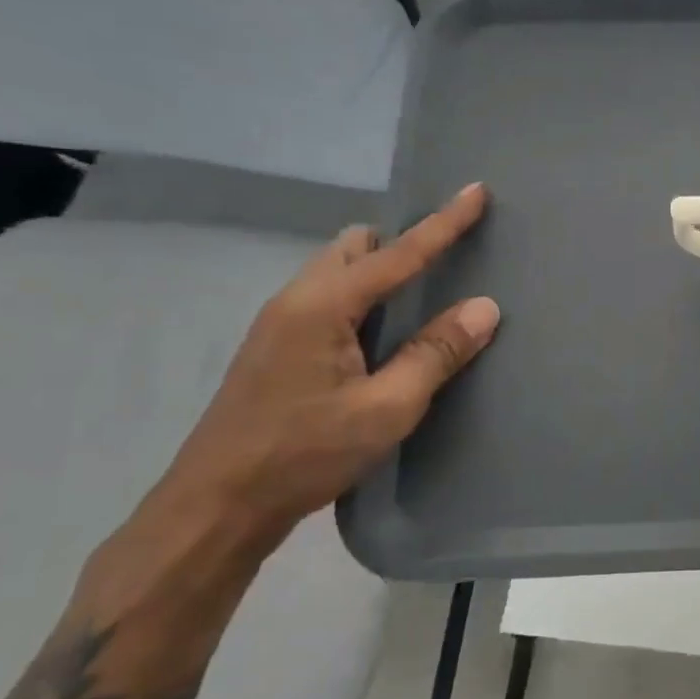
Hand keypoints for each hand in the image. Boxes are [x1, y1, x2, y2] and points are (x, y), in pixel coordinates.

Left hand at [147, 183, 500, 556]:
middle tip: (446, 263)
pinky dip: (363, 300)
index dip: (442, 222)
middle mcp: (296, 301)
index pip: (397, 252)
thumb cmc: (304, 454)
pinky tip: (384, 340)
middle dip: (400, 242)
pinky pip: (329, 300)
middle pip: (354, 247)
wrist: (215, 507)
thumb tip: (484, 307)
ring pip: (337, 273)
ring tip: (422, 302)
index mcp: (322, 306)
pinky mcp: (276, 350)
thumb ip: (436, 354)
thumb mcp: (386, 408)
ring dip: (379, 273)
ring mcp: (279, 325)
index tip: (476, 191)